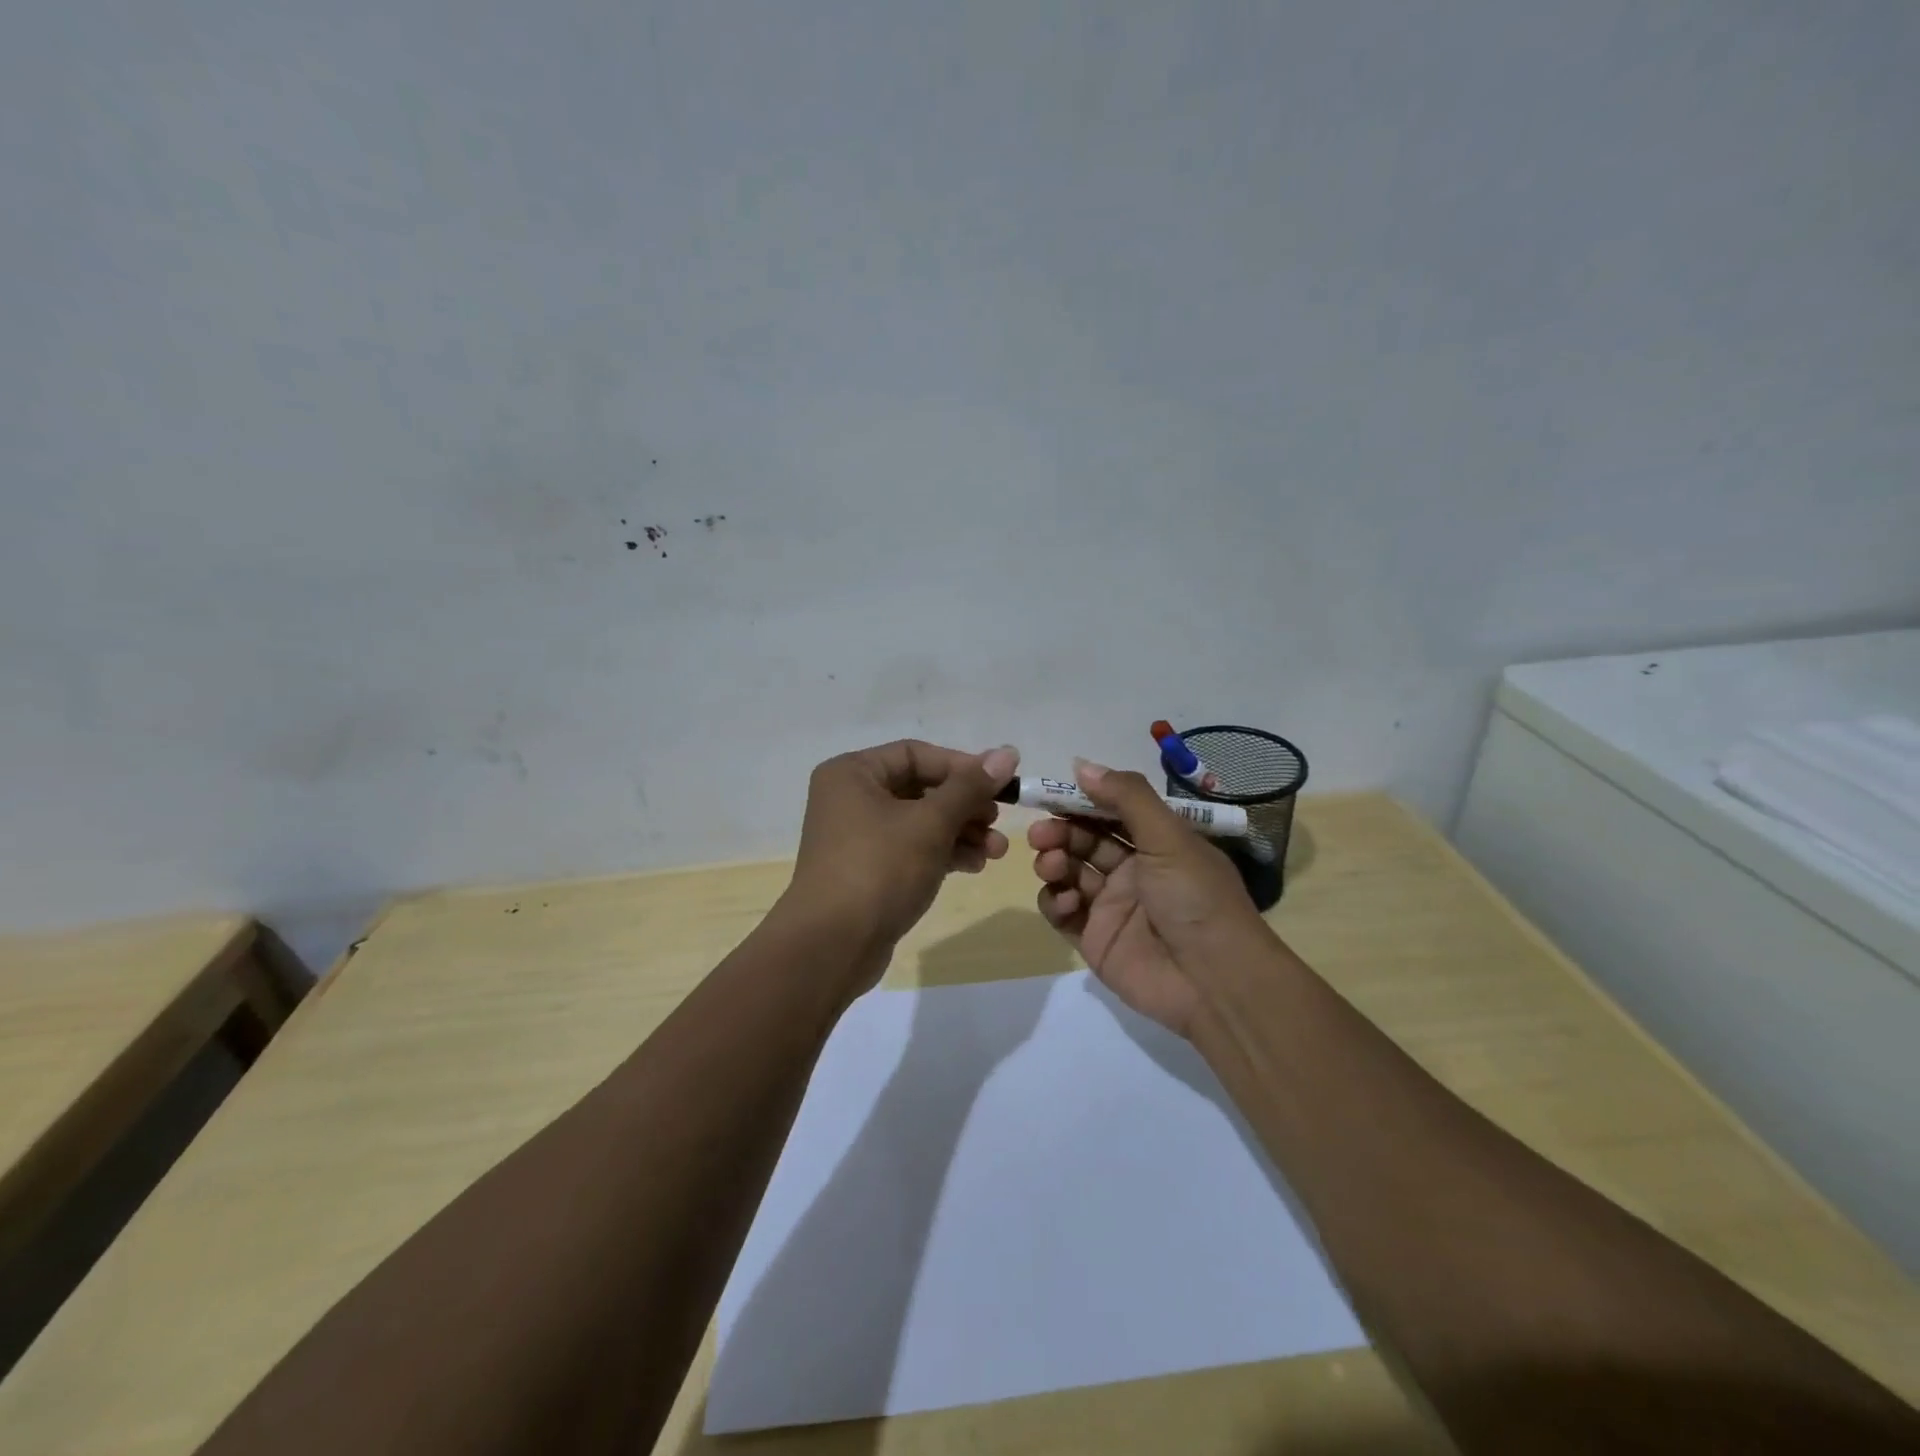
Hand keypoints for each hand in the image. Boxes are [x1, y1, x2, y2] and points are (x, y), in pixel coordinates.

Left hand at [783, 740, 1020, 983]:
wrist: (833, 946)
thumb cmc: (879, 869)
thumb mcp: (930, 823)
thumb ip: (970, 786)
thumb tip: (1008, 753)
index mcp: (853, 773)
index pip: (916, 754)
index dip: (962, 766)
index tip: (999, 785)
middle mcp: (851, 798)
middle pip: (921, 788)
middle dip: (965, 805)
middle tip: (998, 820)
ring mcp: (858, 836)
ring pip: (921, 821)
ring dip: (961, 831)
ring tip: (996, 851)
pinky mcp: (869, 870)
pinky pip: (912, 849)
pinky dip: (943, 852)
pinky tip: (974, 865)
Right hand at [1028, 759, 1270, 1036]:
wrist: (1215, 981)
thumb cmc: (1196, 898)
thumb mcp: (1169, 837)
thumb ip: (1126, 798)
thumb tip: (1080, 765)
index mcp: (1157, 843)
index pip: (1110, 812)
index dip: (1080, 801)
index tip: (1049, 794)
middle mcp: (1133, 871)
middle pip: (1084, 840)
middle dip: (1060, 832)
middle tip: (1040, 833)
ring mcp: (1111, 906)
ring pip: (1069, 873)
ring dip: (1054, 862)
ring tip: (1052, 865)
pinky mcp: (1094, 939)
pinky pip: (1063, 912)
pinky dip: (1055, 901)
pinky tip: (1065, 901)